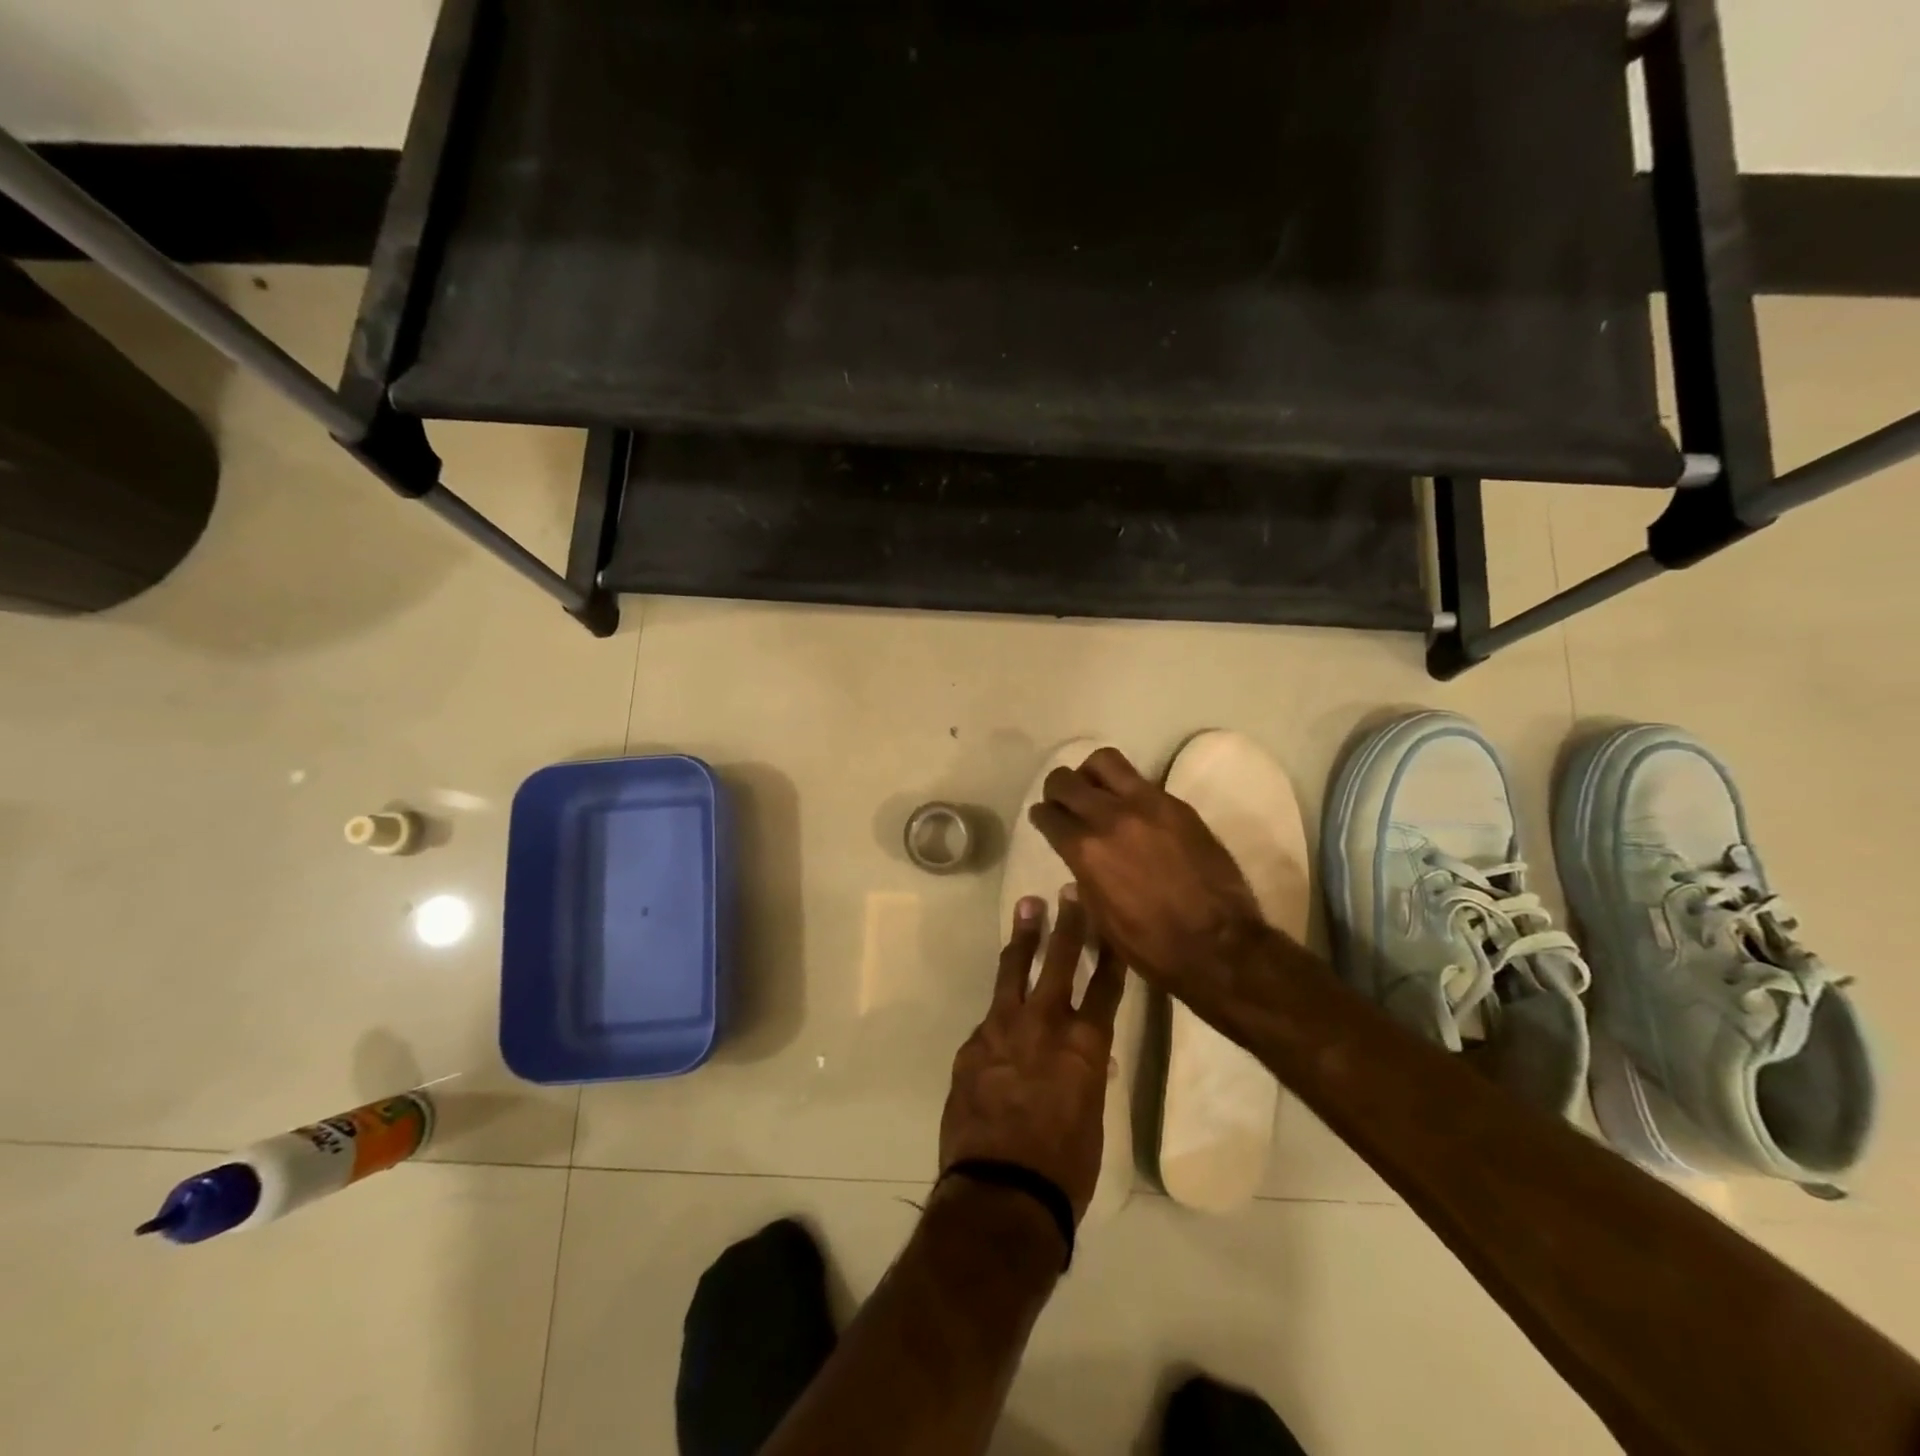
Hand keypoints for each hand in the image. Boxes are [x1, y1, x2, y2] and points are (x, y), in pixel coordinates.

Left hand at [939, 890, 1123, 1222]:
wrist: (1001, 1192)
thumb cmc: (1064, 1167)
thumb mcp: (1091, 1118)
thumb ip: (1086, 1076)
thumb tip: (1087, 1059)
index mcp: (1085, 1044)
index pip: (1105, 985)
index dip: (1110, 951)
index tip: (1110, 919)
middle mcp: (1045, 1024)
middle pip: (1059, 961)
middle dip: (1068, 923)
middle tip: (1068, 892)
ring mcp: (1002, 1029)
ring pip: (1015, 972)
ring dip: (1024, 939)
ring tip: (1027, 907)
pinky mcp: (972, 1044)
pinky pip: (990, 1017)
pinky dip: (1000, 1009)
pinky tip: (1002, 1009)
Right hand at [1028, 747, 1268, 996]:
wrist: (1219, 945)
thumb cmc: (1152, 946)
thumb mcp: (1101, 919)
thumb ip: (1084, 878)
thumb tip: (1079, 859)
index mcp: (1086, 850)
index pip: (1048, 815)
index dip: (1041, 816)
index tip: (1044, 819)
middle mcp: (1110, 818)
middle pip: (1066, 780)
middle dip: (1057, 789)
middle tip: (1063, 801)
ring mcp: (1147, 805)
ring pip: (1104, 762)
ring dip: (1091, 774)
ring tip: (1097, 791)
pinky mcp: (1178, 806)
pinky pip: (1142, 781)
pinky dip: (1128, 789)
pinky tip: (1134, 810)